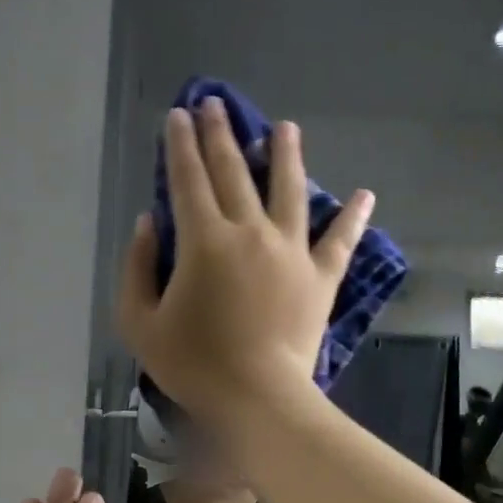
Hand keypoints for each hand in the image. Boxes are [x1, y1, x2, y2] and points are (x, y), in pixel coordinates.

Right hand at [117, 98, 373, 424]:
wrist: (257, 398)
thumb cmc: (192, 364)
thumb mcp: (140, 321)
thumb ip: (136, 266)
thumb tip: (147, 222)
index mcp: (204, 240)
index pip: (188, 179)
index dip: (180, 144)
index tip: (178, 115)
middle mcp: (250, 232)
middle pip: (234, 171)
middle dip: (221, 134)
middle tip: (216, 105)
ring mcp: (291, 251)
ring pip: (290, 191)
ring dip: (286, 155)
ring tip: (286, 128)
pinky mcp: (321, 276)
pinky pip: (341, 240)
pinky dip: (353, 217)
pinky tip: (366, 194)